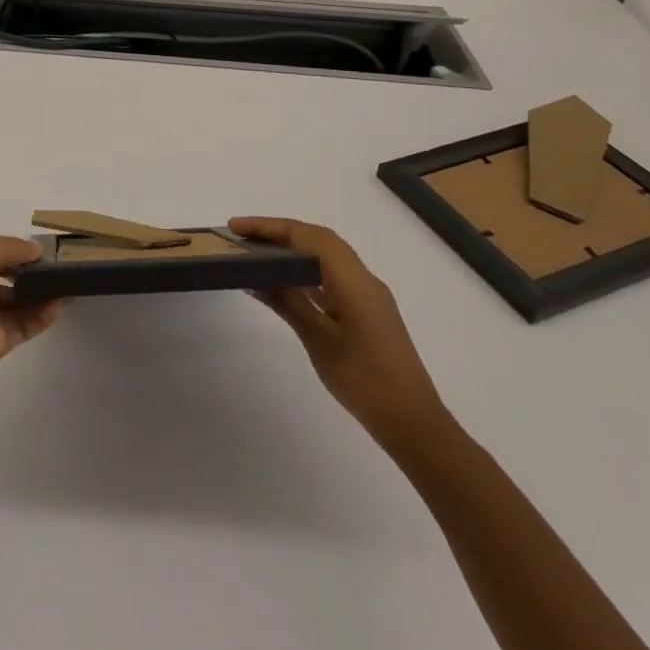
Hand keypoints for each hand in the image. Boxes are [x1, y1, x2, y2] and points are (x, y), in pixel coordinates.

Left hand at [0, 233, 63, 397]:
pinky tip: (61, 303)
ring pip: (19, 302)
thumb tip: (36, 250)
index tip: (51, 247)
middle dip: (35, 271)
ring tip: (73, 282)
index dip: (20, 249)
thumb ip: (10, 249)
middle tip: (69, 265)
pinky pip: (23, 326)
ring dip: (43, 293)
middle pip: (10, 276)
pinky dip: (42, 316)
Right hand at [231, 217, 450, 449]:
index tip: (236, 228)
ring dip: (294, 249)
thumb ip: (288, 303)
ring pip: (327, 257)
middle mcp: (363, 278)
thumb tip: (255, 278)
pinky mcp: (368, 312)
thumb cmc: (363, 380)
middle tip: (242, 237)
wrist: (413, 422)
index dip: (271, 227)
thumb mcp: (318, 339)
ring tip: (257, 255)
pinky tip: (285, 284)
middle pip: (319, 240)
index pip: (308, 237)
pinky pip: (333, 276)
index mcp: (353, 280)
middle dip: (280, 232)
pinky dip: (306, 271)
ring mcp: (368, 295)